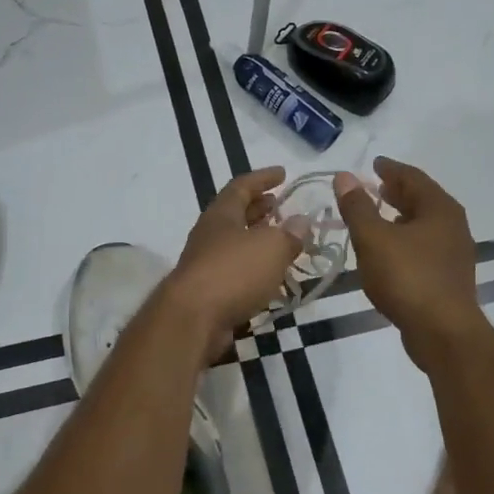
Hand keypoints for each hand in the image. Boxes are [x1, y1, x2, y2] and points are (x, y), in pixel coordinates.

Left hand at [166, 168, 301, 359]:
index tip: (283, 173)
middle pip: (236, 214)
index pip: (241, 186)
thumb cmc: (232, 273)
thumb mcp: (271, 248)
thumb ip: (290, 234)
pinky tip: (270, 277)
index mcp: (221, 214)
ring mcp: (205, 263)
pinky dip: (254, 268)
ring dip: (258, 239)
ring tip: (282, 241)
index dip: (263, 178)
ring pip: (235, 243)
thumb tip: (301, 221)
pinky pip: (235, 271)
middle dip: (259, 208)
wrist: (192, 320)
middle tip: (281, 206)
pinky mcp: (208, 292)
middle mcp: (210, 234)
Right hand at [333, 157, 485, 366]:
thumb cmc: (407, 277)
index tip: (374, 165)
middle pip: (422, 200)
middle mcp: (453, 226)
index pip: (413, 177)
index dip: (391, 169)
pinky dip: (406, 239)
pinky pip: (425, 247)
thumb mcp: (373, 238)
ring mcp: (454, 253)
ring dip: (401, 217)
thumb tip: (345, 177)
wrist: (442, 332)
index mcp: (439, 209)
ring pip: (424, 225)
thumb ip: (357, 207)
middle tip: (375, 187)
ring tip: (377, 217)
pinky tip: (389, 251)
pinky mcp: (449, 278)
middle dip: (397, 192)